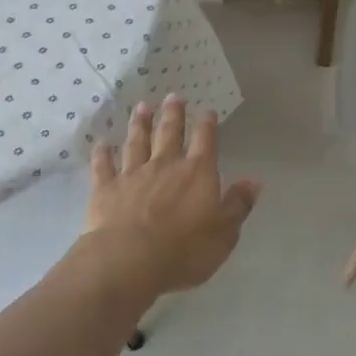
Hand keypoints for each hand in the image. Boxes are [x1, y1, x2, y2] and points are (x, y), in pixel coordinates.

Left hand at [80, 95, 261, 298]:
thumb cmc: (185, 249)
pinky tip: (100, 144)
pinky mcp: (106, 189)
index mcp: (197, 172)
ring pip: (137, 142)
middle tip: (172, 96)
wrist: (130, 259)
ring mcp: (133, 174)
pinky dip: (102, 154)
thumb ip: (238, 204)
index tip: (207, 110)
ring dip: (139, 124)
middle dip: (173, 114)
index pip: (205, 141)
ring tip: (141, 107)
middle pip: (169, 133)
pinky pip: (104, 166)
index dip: (207, 124)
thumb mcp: (224, 232)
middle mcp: (165, 165)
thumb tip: (254, 181)